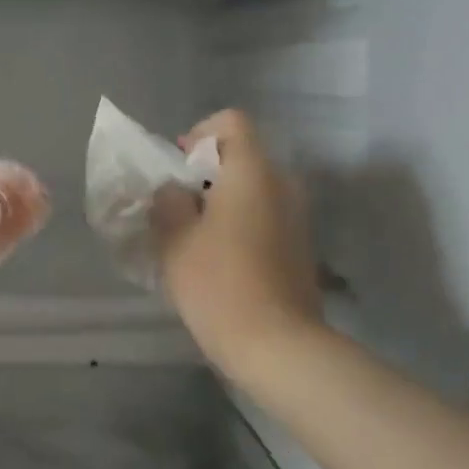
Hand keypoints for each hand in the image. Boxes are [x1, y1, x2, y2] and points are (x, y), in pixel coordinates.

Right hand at [153, 110, 324, 380]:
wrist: (277, 345)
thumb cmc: (219, 283)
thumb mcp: (175, 239)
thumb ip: (168, 202)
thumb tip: (174, 190)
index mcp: (253, 172)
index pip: (231, 122)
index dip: (199, 134)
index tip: (178, 167)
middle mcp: (283, 185)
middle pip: (242, 156)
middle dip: (206, 174)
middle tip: (176, 206)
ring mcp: (297, 217)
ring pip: (253, 189)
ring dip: (222, 201)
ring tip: (192, 236)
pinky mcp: (300, 247)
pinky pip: (265, 216)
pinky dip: (239, 223)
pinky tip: (217, 259)